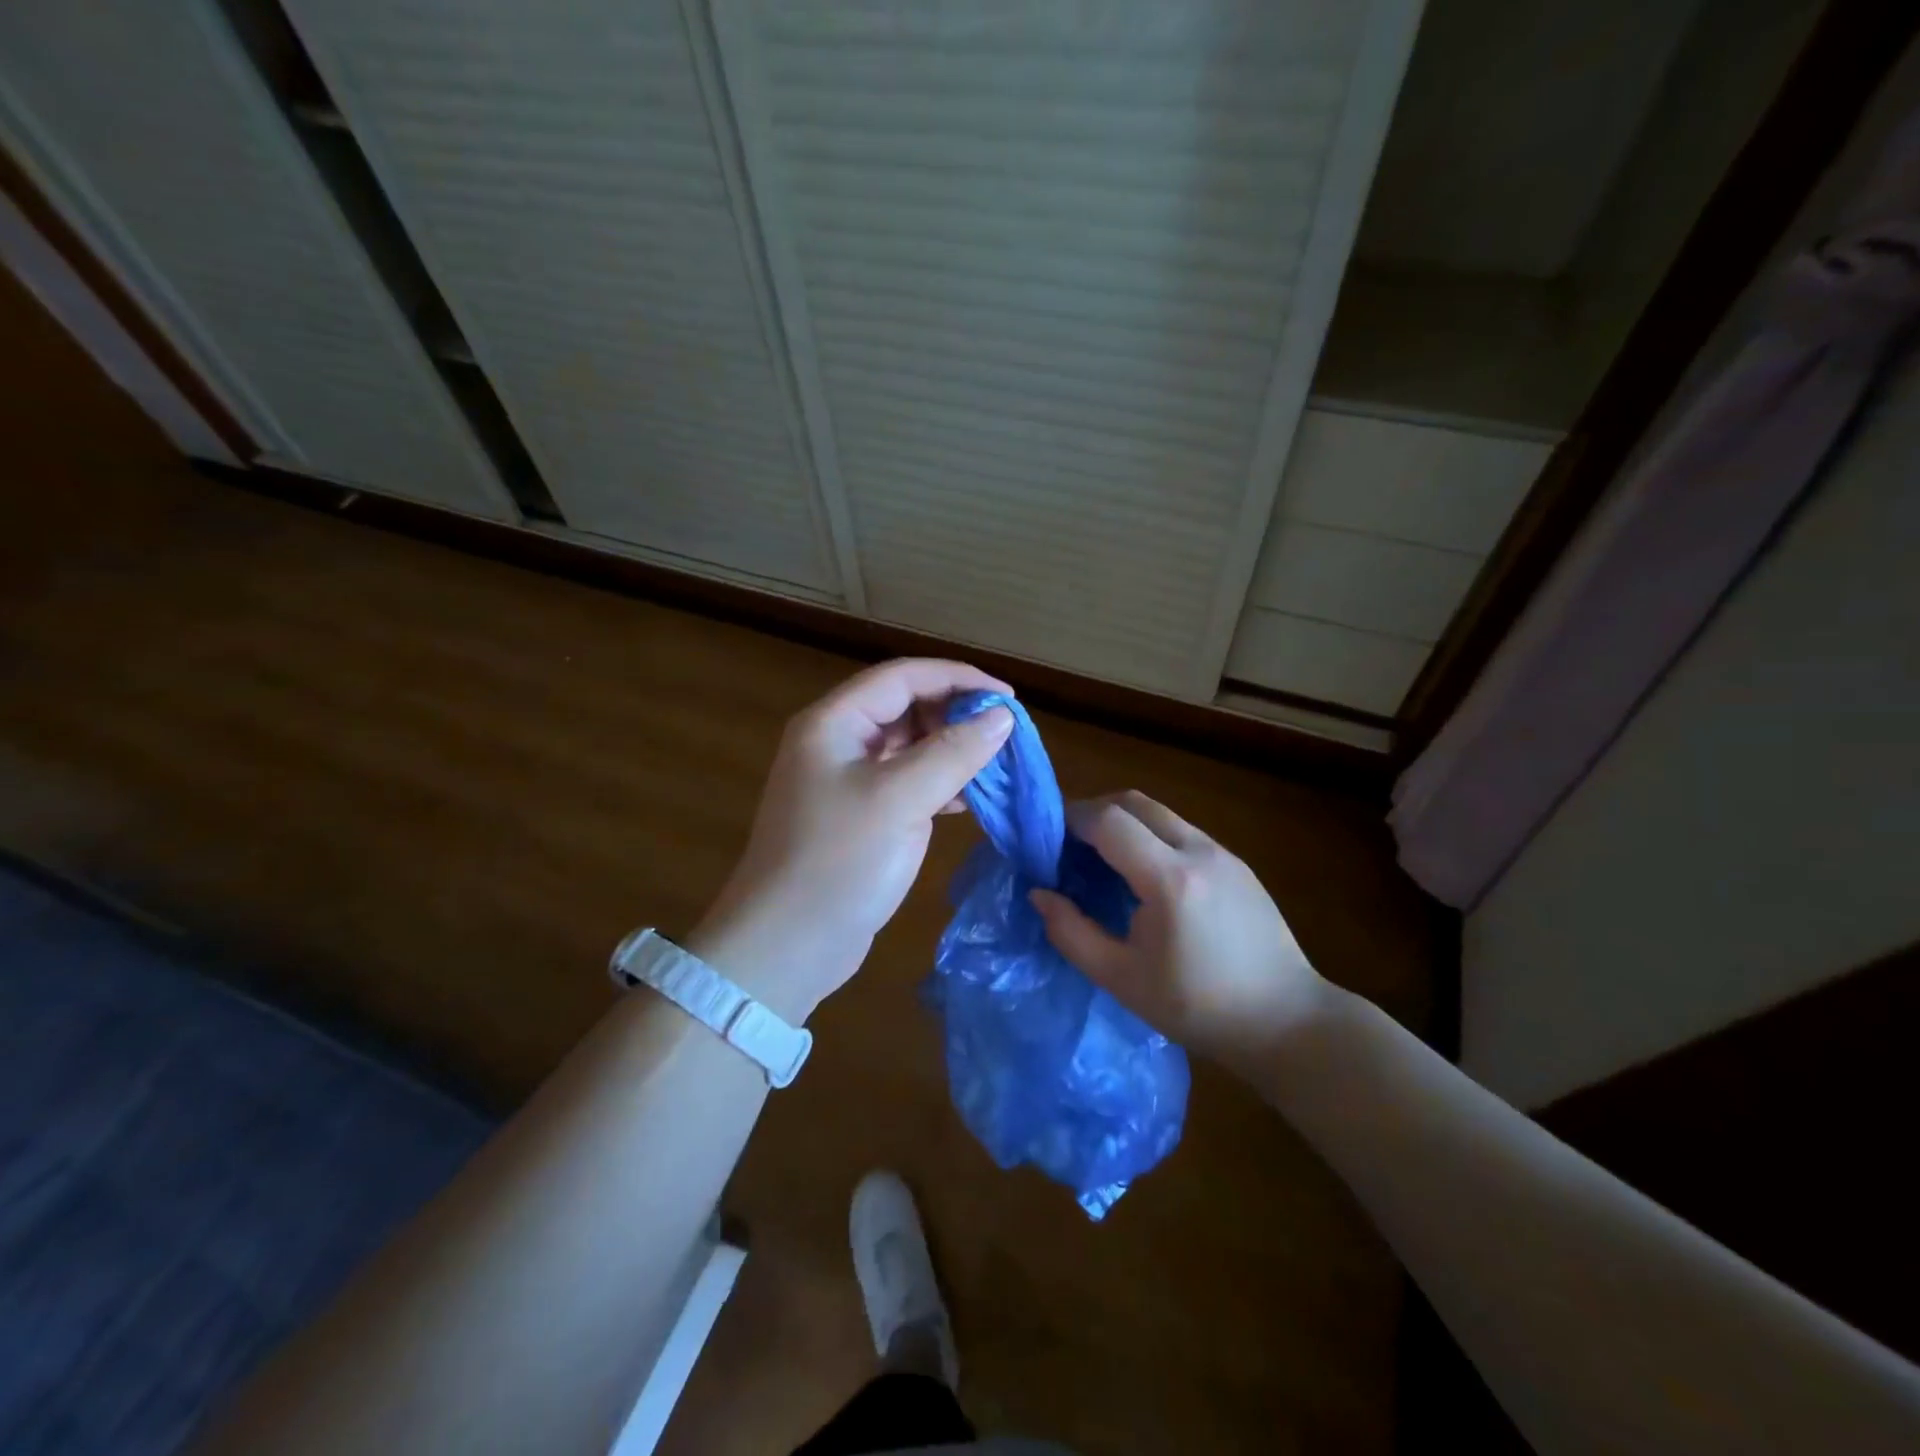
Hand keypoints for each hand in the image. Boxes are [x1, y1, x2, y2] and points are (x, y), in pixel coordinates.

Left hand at [688, 659, 1014, 1022]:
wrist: (786, 947)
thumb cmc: (838, 862)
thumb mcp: (900, 800)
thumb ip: (953, 752)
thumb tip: (1002, 716)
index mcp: (834, 723)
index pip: (903, 676)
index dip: (958, 678)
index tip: (1009, 698)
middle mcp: (837, 742)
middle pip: (906, 707)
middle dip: (956, 715)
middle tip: (1005, 736)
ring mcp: (846, 781)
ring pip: (909, 746)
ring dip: (952, 749)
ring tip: (997, 765)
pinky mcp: (859, 816)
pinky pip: (906, 782)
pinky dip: (939, 783)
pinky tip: (969, 798)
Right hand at [1029, 791, 1329, 1064]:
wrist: (1285, 1021)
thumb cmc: (1197, 1007)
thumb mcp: (1121, 979)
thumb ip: (1071, 933)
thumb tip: (1039, 894)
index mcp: (1169, 879)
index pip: (1108, 821)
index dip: (1071, 820)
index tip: (1046, 838)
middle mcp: (1198, 851)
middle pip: (1134, 802)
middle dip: (1094, 811)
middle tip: (1068, 843)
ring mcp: (1223, 853)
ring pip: (1160, 813)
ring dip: (1123, 822)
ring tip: (1101, 858)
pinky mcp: (1237, 863)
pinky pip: (1181, 831)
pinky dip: (1150, 835)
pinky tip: (1142, 875)